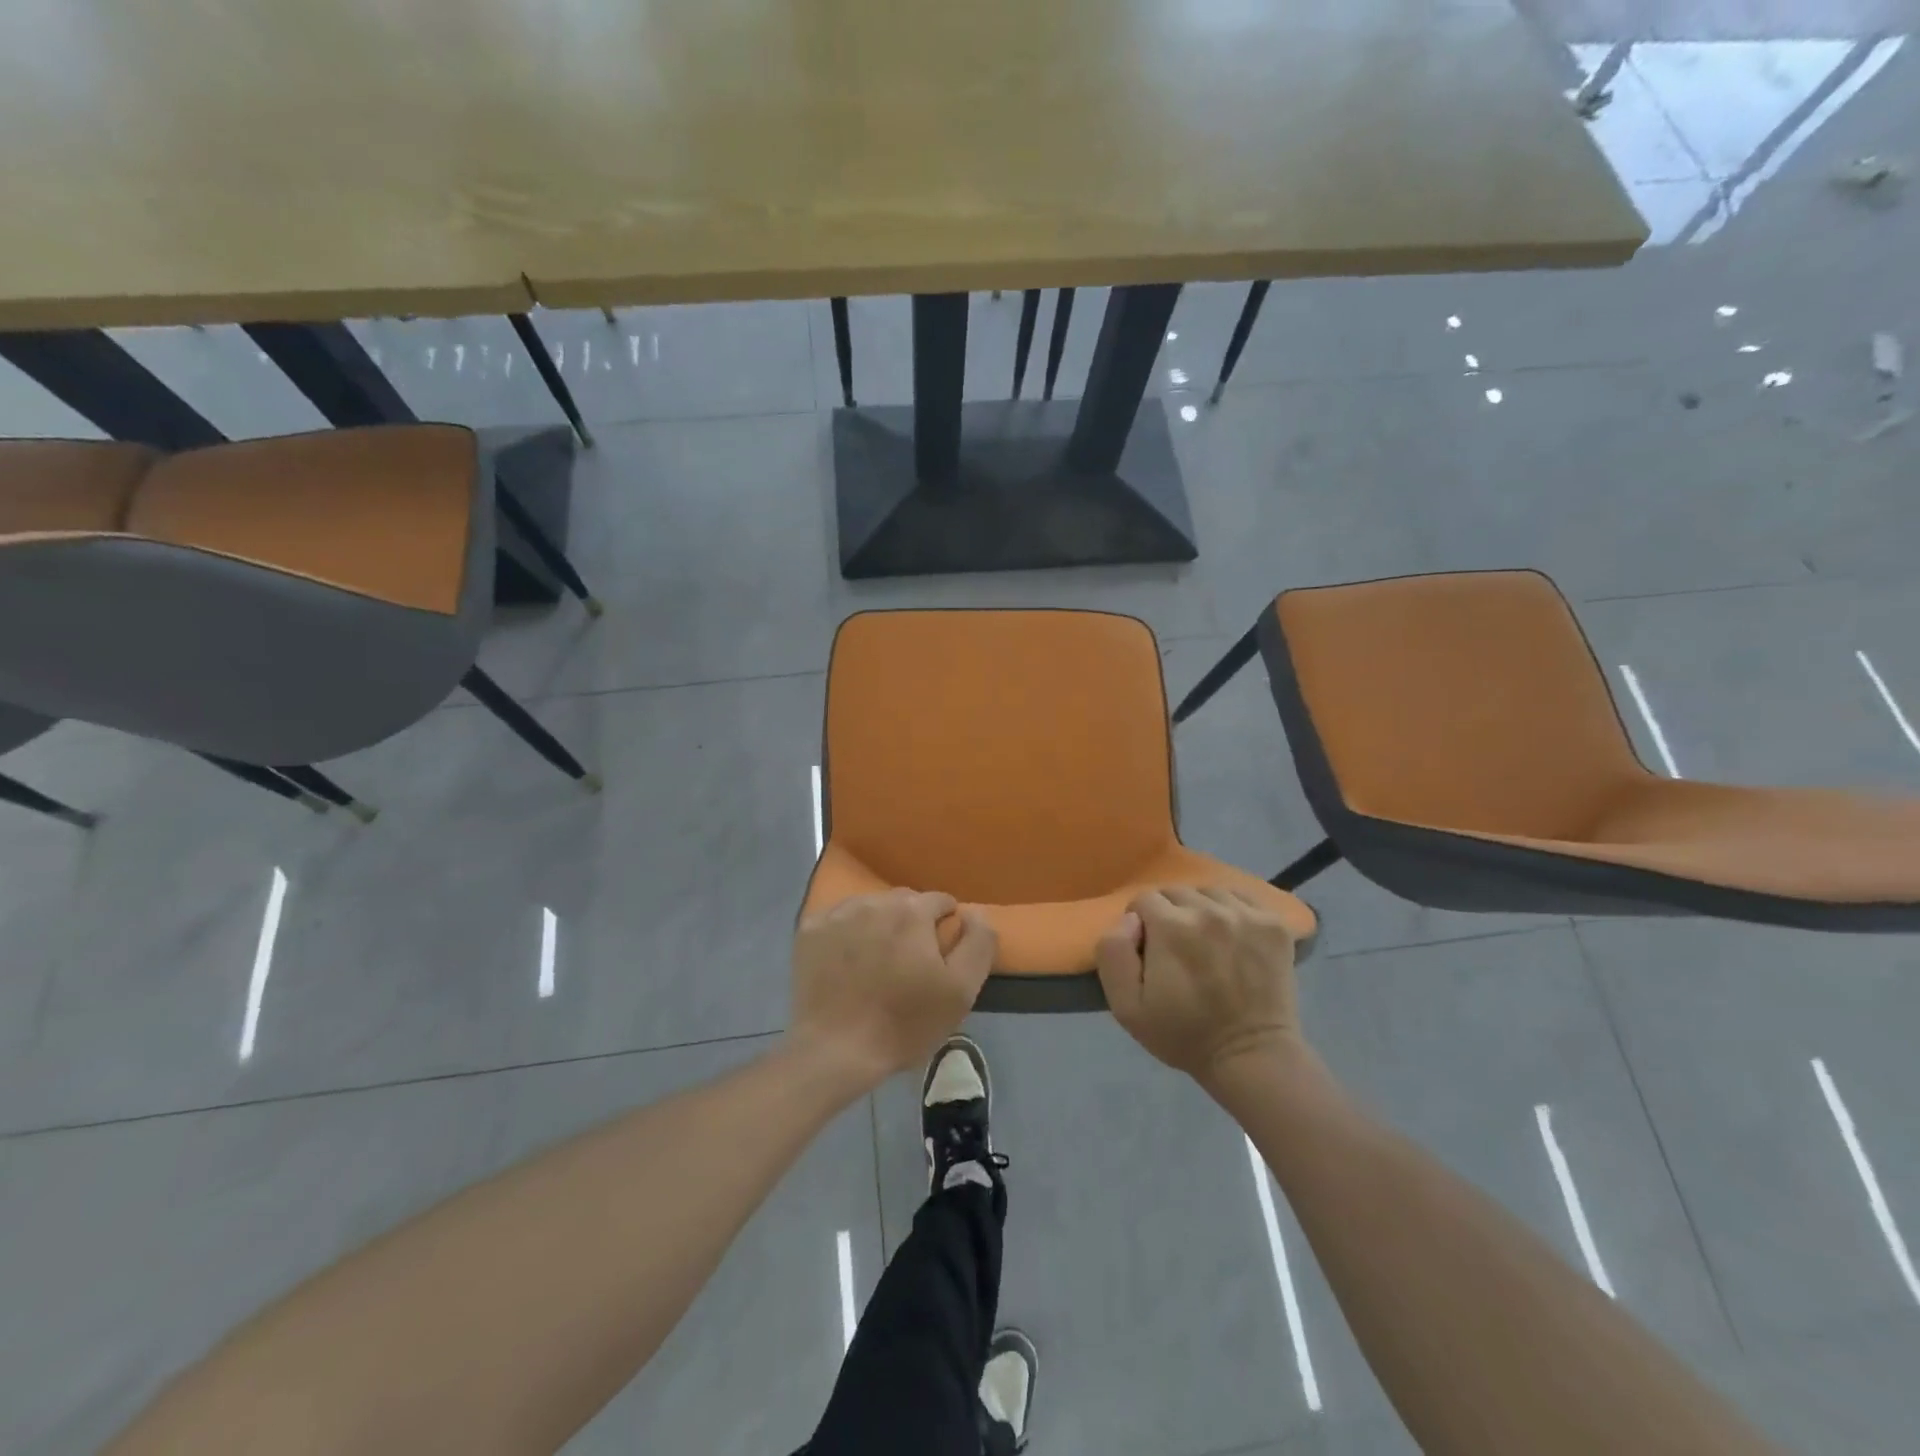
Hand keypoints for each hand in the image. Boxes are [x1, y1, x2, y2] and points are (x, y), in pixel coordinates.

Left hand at [791, 890, 996, 1090]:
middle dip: (913, 924)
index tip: (940, 956)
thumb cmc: (904, 1023)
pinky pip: (839, 920)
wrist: (836, 1050)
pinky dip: (847, 933)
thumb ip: (978, 943)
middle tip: (910, 963)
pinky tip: (848, 963)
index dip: (946, 926)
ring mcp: (838, 913)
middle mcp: (874, 901)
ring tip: (878, 963)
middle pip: (905, 902)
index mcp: (912, 911)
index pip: (941, 901)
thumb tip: (974, 912)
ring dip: (880, 925)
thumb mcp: (960, 991)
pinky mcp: (810, 930)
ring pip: (871, 907)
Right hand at [1096, 886, 1303, 1082]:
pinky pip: (1243, 897)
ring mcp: (1246, 914)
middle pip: (1176, 892)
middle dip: (1169, 915)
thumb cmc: (1183, 1035)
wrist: (1251, 1057)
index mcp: (1170, 926)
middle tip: (1177, 949)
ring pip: (1209, 892)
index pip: (1143, 900)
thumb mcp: (1126, 1006)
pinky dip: (1233, 909)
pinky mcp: (1274, 923)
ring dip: (1201, 910)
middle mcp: (1208, 910)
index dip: (1141, 925)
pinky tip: (1233, 935)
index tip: (1150, 951)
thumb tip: (1130, 919)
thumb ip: (1113, 952)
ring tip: (1206, 941)